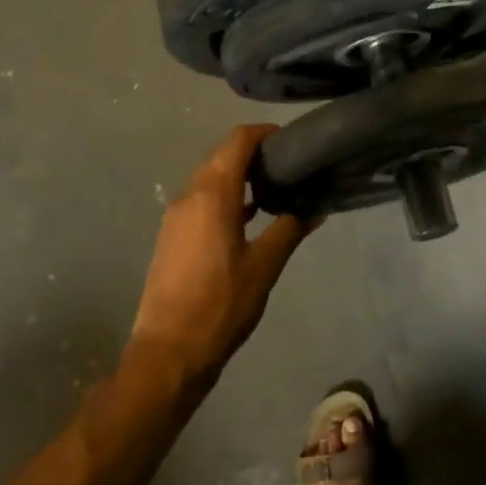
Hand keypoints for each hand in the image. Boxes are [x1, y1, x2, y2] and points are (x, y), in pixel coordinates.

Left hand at [129, 125, 311, 379]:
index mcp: (212, 195)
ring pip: (209, 178)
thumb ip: (290, 229)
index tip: (291, 140)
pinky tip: (249, 216)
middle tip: (289, 163)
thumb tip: (316, 208)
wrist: (169, 352)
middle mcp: (189, 196)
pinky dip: (225, 197)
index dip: (264, 133)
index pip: (237, 141)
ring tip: (274, 187)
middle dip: (253, 153)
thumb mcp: (265, 267)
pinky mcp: (172, 236)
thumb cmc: (221, 305)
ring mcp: (176, 216)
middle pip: (221, 156)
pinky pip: (201, 200)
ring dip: (238, 175)